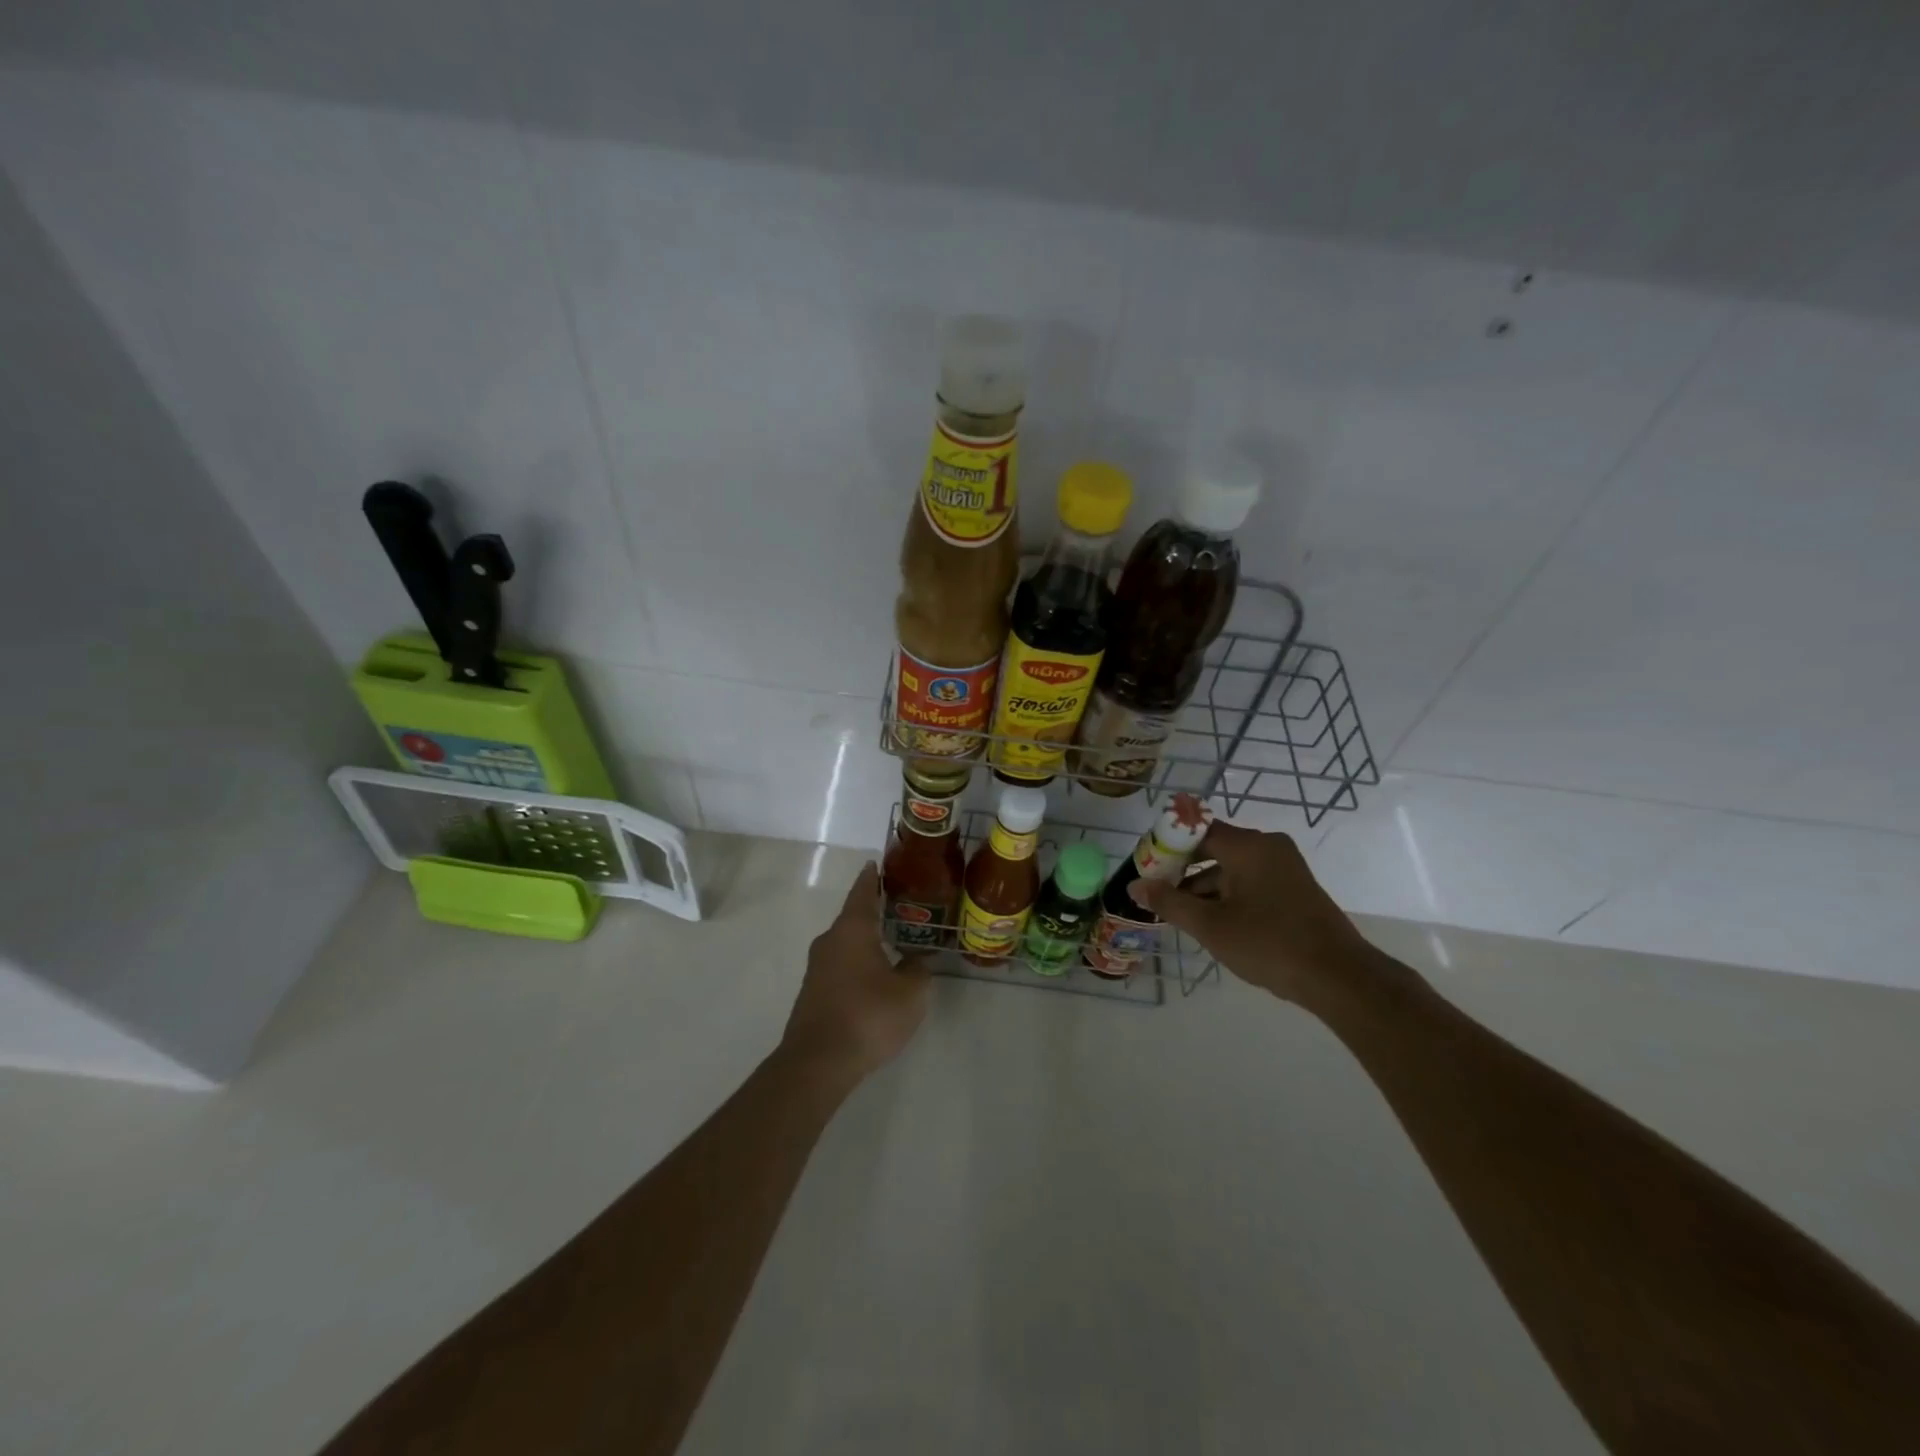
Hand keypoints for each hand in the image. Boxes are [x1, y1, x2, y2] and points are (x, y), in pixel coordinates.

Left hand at [779, 862, 930, 1088]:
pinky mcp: (814, 992)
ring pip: (846, 943)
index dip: (872, 877)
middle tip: (901, 906)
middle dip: (874, 910)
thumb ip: (917, 970)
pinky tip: (875, 976)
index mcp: (852, 929)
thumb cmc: (868, 1015)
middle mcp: (830, 940)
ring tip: (892, 941)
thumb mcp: (910, 992)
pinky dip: (858, 962)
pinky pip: (840, 965)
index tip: (877, 863)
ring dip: (866, 940)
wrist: (818, 1062)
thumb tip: (916, 960)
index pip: (863, 891)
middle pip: (853, 917)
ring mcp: (818, 968)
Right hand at [1129, 822, 1379, 1007]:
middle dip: (1183, 870)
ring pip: (1232, 867)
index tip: (1146, 868)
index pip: (1196, 830)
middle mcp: (1268, 846)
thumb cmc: (1268, 944)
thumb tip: (1135, 886)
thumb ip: (1169, 902)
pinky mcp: (1296, 888)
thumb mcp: (1210, 926)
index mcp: (1248, 846)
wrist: (1338, 977)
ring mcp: (1286, 867)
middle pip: (1213, 848)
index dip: (1167, 846)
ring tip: (1182, 915)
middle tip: (1158, 894)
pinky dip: (1229, 894)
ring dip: (1205, 887)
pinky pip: (1251, 880)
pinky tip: (1215, 922)